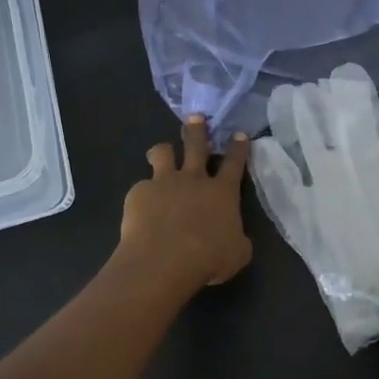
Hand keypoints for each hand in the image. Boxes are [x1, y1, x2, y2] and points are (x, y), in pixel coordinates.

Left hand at [118, 116, 252, 292]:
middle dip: (197, 129)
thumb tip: (233, 236)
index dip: (238, 148)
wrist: (164, 261)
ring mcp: (164, 182)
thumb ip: (236, 238)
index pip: (234, 163)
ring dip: (164, 151)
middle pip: (196, 145)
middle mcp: (194, 179)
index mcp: (223, 192)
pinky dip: (144, 194)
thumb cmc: (208, 259)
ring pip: (163, 153)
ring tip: (162, 153)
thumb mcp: (237, 253)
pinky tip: (142, 207)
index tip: (239, 134)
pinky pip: (142, 186)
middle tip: (195, 118)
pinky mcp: (139, 192)